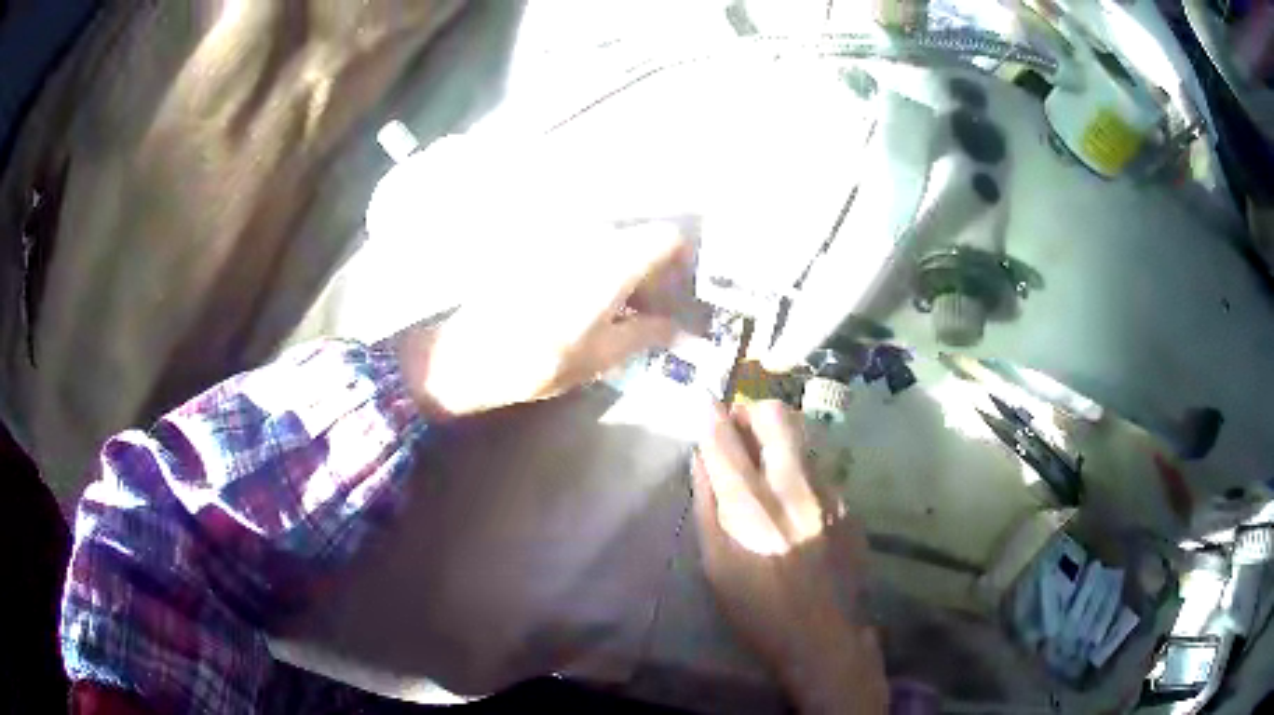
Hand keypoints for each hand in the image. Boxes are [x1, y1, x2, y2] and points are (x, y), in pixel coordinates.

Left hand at [395, 221, 692, 417]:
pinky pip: (586, 246)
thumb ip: (649, 333)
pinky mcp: (541, 243)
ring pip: (614, 241)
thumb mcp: (601, 356)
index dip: (687, 262)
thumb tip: (685, 332)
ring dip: (629, 270)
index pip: (669, 237)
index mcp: (611, 259)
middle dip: (659, 270)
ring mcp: (562, 235)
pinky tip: (593, 302)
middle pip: (642, 237)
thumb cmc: (536, 360)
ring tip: (626, 312)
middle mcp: (590, 234)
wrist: (465, 354)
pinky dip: (602, 268)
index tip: (686, 293)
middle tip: (659, 311)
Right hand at [694, 400, 886, 714]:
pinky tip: (795, 500)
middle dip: (752, 411)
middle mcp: (792, 486)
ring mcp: (828, 491)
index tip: (705, 403)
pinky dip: (799, 467)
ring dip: (778, 437)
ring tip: (766, 462)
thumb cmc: (758, 610)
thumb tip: (701, 460)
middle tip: (740, 429)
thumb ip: (708, 506)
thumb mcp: (716, 565)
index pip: (724, 440)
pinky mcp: (848, 503)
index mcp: (751, 507)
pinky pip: (820, 466)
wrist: (825, 636)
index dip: (710, 416)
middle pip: (774, 416)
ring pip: (802, 436)